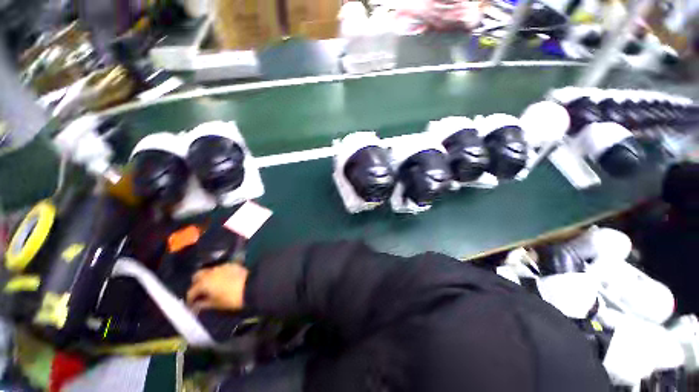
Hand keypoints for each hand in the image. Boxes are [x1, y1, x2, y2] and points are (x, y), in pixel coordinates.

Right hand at [186, 263, 248, 311]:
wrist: (253, 285)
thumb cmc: (233, 298)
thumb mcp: (217, 304)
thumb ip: (204, 304)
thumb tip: (197, 305)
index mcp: (204, 282)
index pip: (191, 291)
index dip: (190, 299)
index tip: (192, 305)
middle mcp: (211, 272)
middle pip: (198, 275)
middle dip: (196, 283)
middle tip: (200, 293)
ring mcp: (222, 266)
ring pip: (209, 271)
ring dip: (208, 277)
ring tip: (211, 287)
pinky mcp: (232, 264)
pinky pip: (220, 268)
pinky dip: (218, 274)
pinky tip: (222, 280)